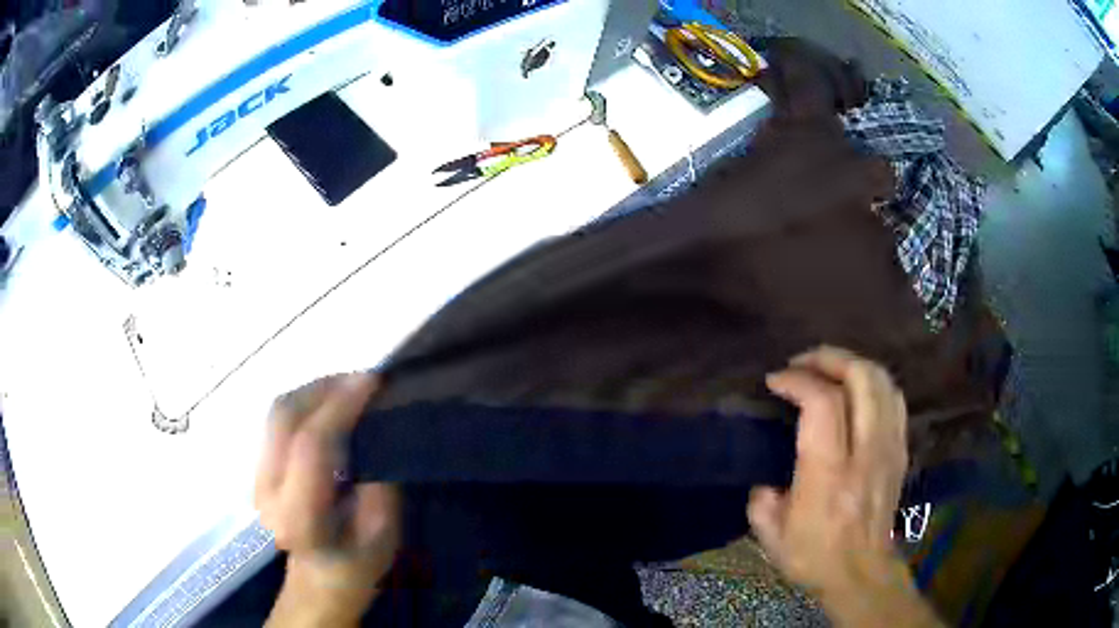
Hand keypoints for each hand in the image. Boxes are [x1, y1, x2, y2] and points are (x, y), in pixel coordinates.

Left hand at [256, 373, 399, 626]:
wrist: (318, 579)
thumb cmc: (356, 565)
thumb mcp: (383, 538)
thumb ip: (379, 487)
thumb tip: (374, 433)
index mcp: (298, 517)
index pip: (311, 445)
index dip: (340, 406)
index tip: (372, 381)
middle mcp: (268, 492)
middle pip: (285, 417)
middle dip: (324, 387)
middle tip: (363, 379)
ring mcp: (257, 476)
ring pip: (278, 412)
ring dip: (315, 390)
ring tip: (350, 387)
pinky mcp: (259, 465)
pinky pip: (279, 419)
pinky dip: (306, 401)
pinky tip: (330, 404)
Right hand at [749, 347, 939, 626]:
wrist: (861, 573)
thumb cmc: (813, 556)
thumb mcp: (770, 534)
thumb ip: (761, 495)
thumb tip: (766, 474)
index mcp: (829, 473)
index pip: (822, 402)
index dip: (797, 379)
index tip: (775, 381)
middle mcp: (865, 452)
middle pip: (861, 377)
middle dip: (829, 358)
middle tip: (803, 363)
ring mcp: (889, 447)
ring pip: (882, 381)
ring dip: (853, 365)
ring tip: (829, 370)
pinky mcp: (900, 450)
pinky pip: (894, 398)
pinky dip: (874, 383)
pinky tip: (856, 391)